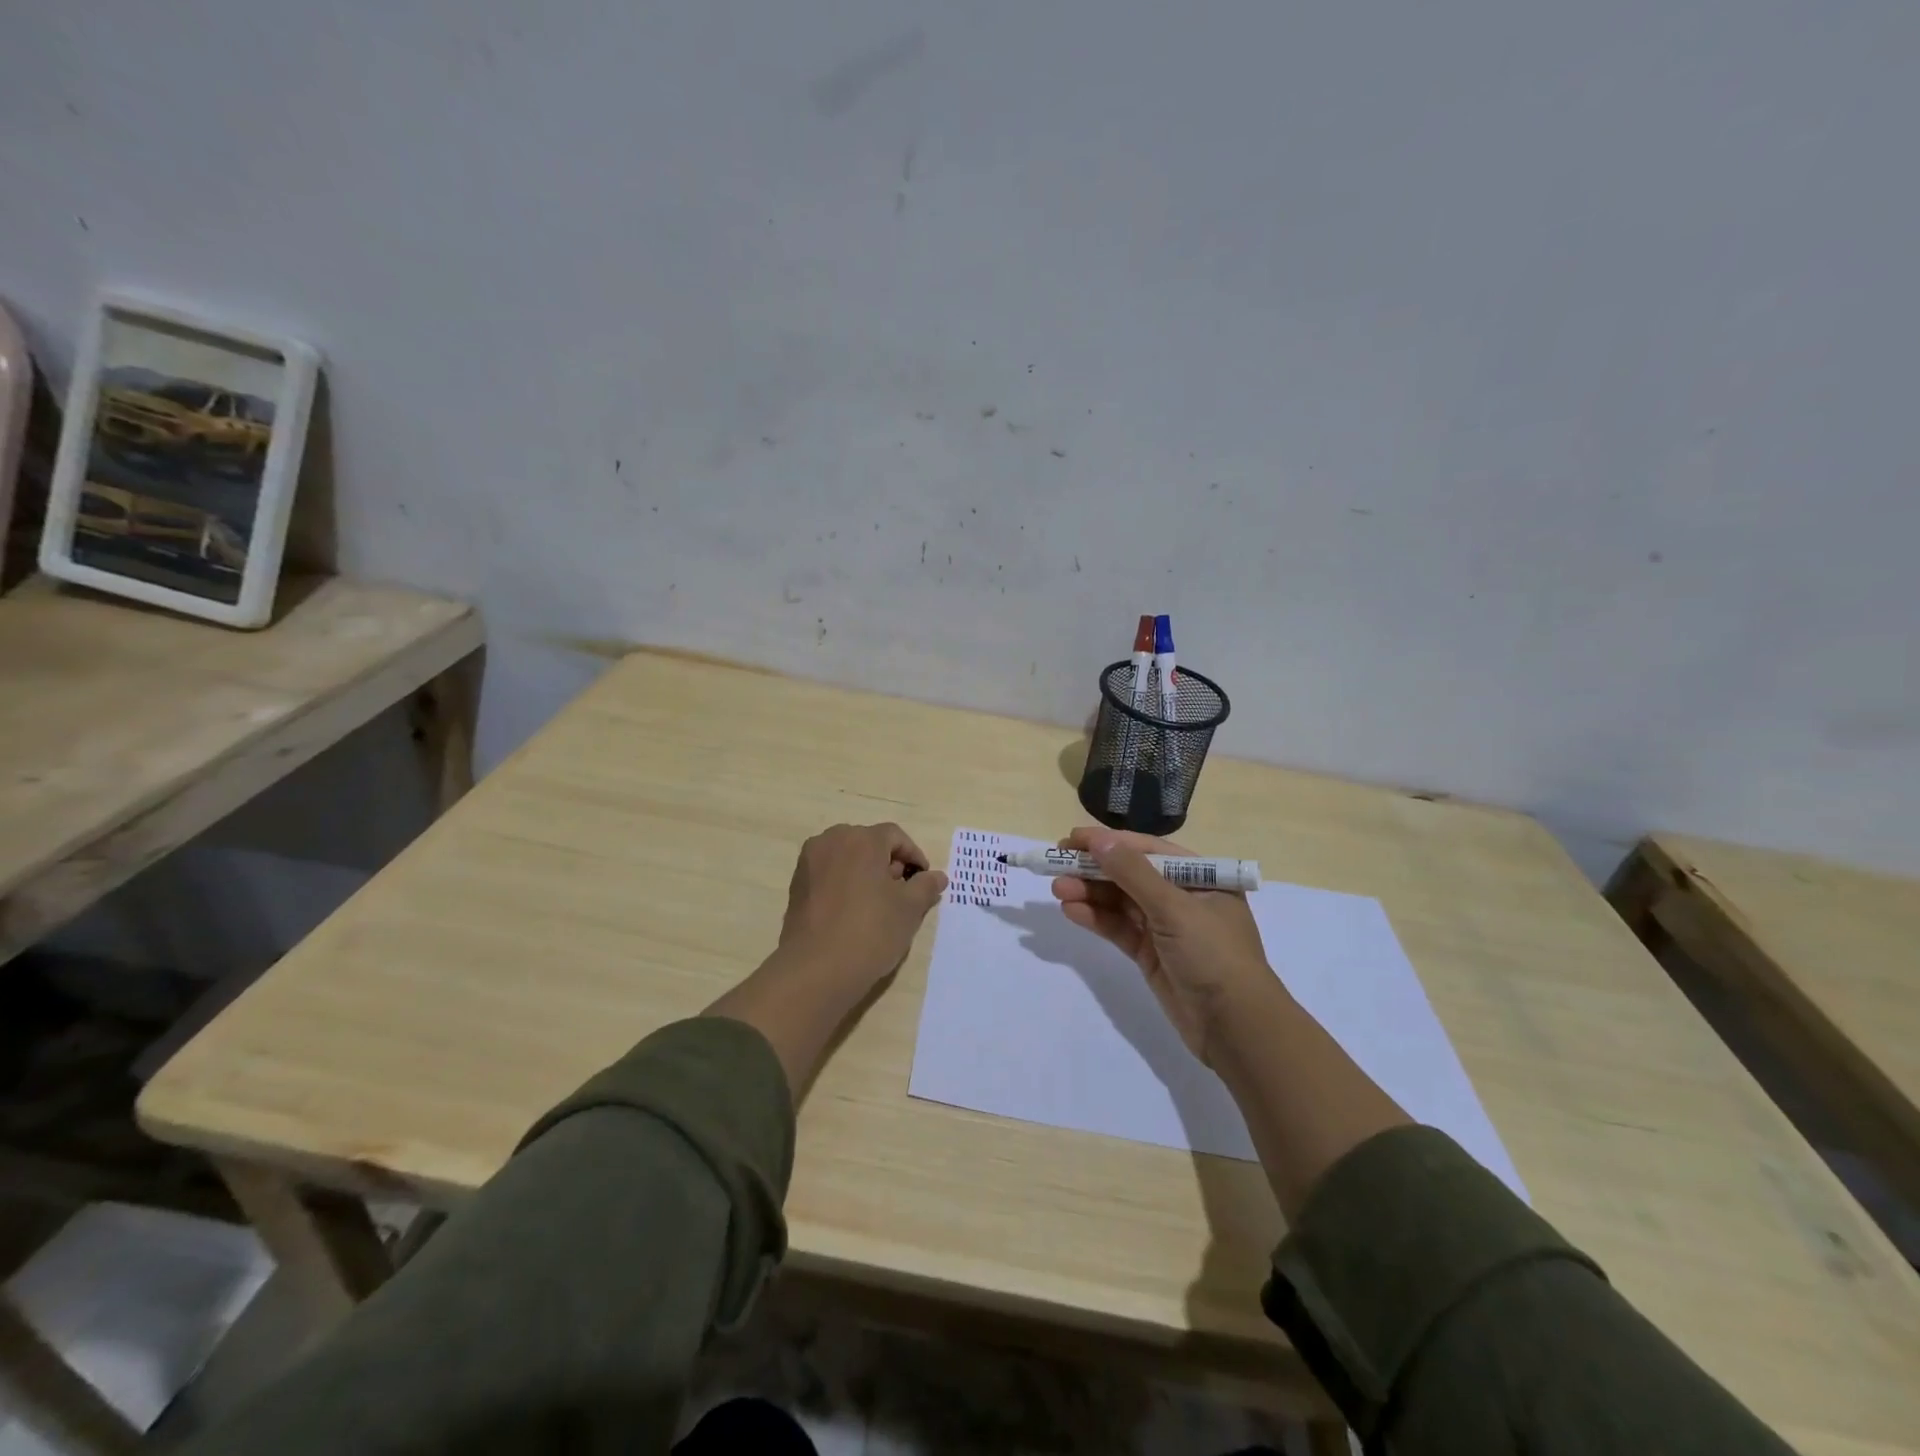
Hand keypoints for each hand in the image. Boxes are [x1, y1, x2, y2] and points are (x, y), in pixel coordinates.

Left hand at [773, 822, 948, 1001]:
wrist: (816, 969)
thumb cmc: (870, 932)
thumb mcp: (909, 909)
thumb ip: (925, 886)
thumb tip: (937, 877)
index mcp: (861, 840)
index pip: (895, 836)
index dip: (914, 855)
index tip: (923, 880)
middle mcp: (832, 841)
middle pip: (868, 843)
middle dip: (888, 863)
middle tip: (901, 892)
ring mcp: (809, 862)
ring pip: (846, 857)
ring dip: (865, 872)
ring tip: (877, 904)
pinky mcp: (796, 885)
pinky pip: (828, 874)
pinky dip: (844, 883)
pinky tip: (852, 912)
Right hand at [1051, 827, 1277, 1062]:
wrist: (1235, 1027)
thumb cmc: (1214, 954)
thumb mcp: (1174, 908)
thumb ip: (1132, 873)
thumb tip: (1098, 839)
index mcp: (1201, 877)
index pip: (1148, 850)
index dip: (1109, 842)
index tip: (1072, 839)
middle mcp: (1183, 897)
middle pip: (1130, 874)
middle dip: (1094, 869)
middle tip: (1055, 864)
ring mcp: (1166, 927)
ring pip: (1120, 902)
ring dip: (1090, 893)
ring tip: (1058, 889)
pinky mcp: (1151, 954)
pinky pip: (1119, 928)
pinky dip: (1096, 919)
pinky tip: (1071, 910)